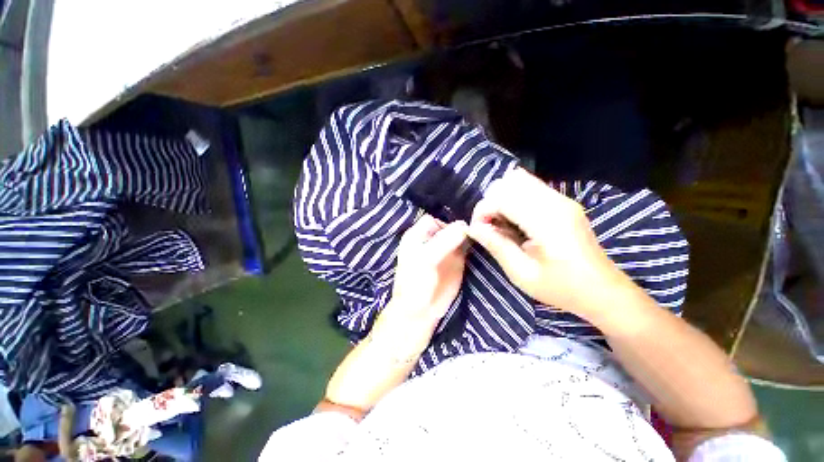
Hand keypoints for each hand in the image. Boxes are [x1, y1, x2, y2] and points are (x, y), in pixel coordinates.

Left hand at [323, 215, 468, 411]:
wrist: (420, 312)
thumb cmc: (415, 284)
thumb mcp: (425, 260)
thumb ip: (443, 242)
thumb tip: (464, 225)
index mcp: (418, 236)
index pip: (434, 219)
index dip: (446, 220)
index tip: (462, 223)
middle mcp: (432, 240)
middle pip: (449, 225)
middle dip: (461, 224)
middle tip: (480, 223)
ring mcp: (446, 249)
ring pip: (459, 234)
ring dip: (470, 232)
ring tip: (484, 230)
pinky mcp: (458, 260)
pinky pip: (467, 246)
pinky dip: (474, 243)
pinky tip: (483, 241)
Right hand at [468, 168, 629, 317]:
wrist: (603, 290)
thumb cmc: (561, 288)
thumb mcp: (521, 273)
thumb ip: (495, 245)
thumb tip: (473, 227)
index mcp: (546, 221)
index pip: (502, 197)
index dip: (482, 211)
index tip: (478, 230)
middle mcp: (555, 202)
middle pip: (509, 182)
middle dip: (491, 201)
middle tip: (490, 226)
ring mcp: (562, 199)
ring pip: (519, 180)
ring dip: (502, 198)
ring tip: (502, 223)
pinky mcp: (563, 202)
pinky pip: (530, 187)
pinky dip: (514, 198)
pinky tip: (515, 219)